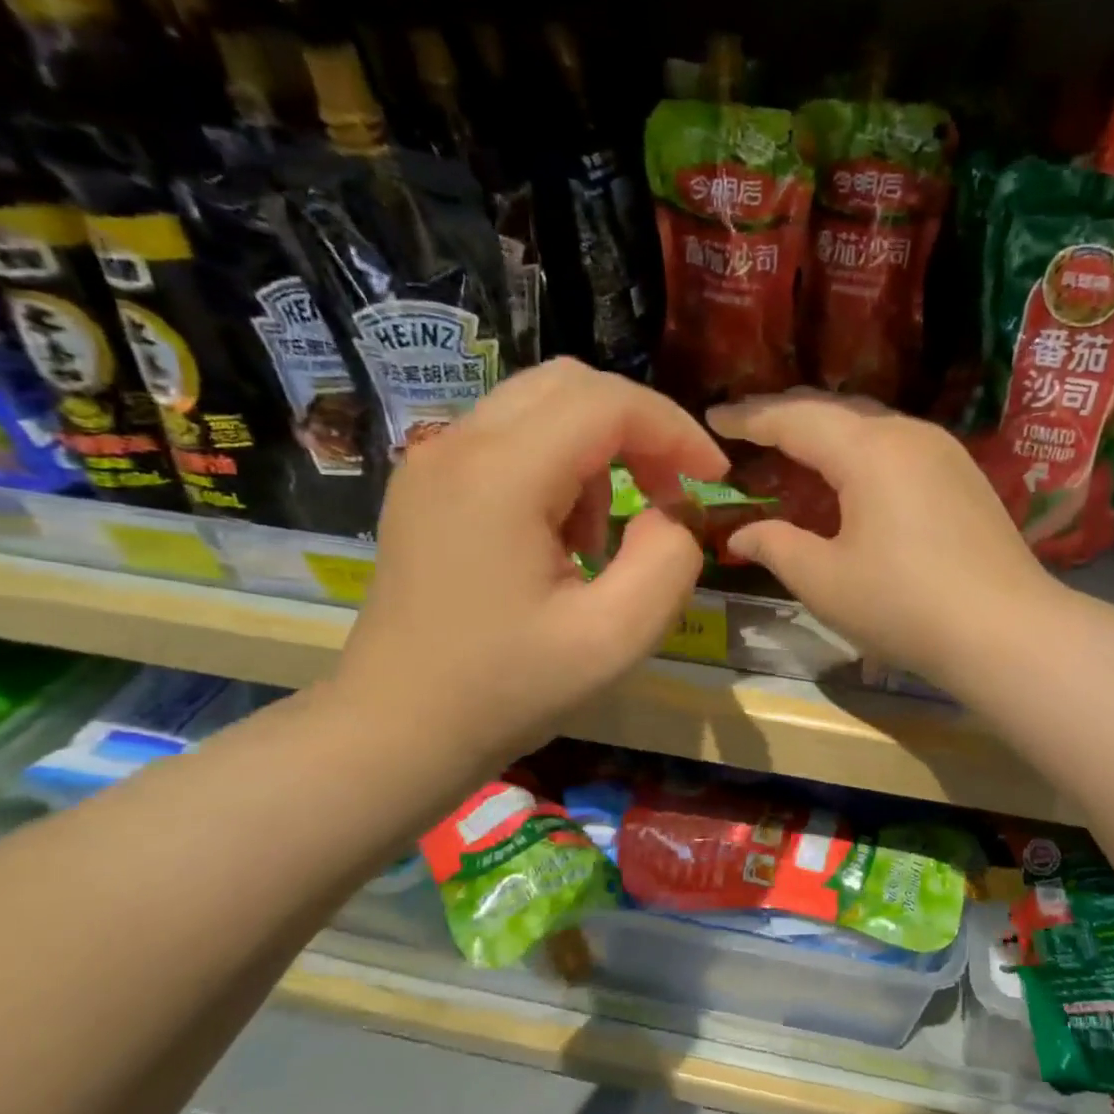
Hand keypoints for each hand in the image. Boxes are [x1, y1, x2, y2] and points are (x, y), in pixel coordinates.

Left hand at [333, 359, 727, 768]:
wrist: (399, 728)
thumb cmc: (507, 690)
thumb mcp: (615, 638)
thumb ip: (668, 561)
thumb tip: (672, 513)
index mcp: (501, 475)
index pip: (607, 403)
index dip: (675, 431)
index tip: (715, 479)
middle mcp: (458, 446)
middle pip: (571, 386)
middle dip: (639, 430)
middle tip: (670, 496)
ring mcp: (433, 462)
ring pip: (540, 407)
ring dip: (598, 451)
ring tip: (606, 536)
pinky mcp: (426, 486)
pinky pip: (509, 440)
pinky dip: (558, 467)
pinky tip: (562, 538)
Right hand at [707, 393, 1060, 690]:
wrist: (1007, 632)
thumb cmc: (905, 606)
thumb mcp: (825, 581)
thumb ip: (776, 547)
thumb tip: (741, 534)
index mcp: (869, 450)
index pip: (795, 418)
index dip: (749, 418)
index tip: (713, 418)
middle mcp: (908, 434)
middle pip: (836, 410)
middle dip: (787, 417)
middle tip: (748, 431)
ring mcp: (944, 452)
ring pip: (872, 425)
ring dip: (828, 434)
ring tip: (795, 451)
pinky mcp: (965, 477)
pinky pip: (898, 447)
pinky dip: (861, 453)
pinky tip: (852, 479)